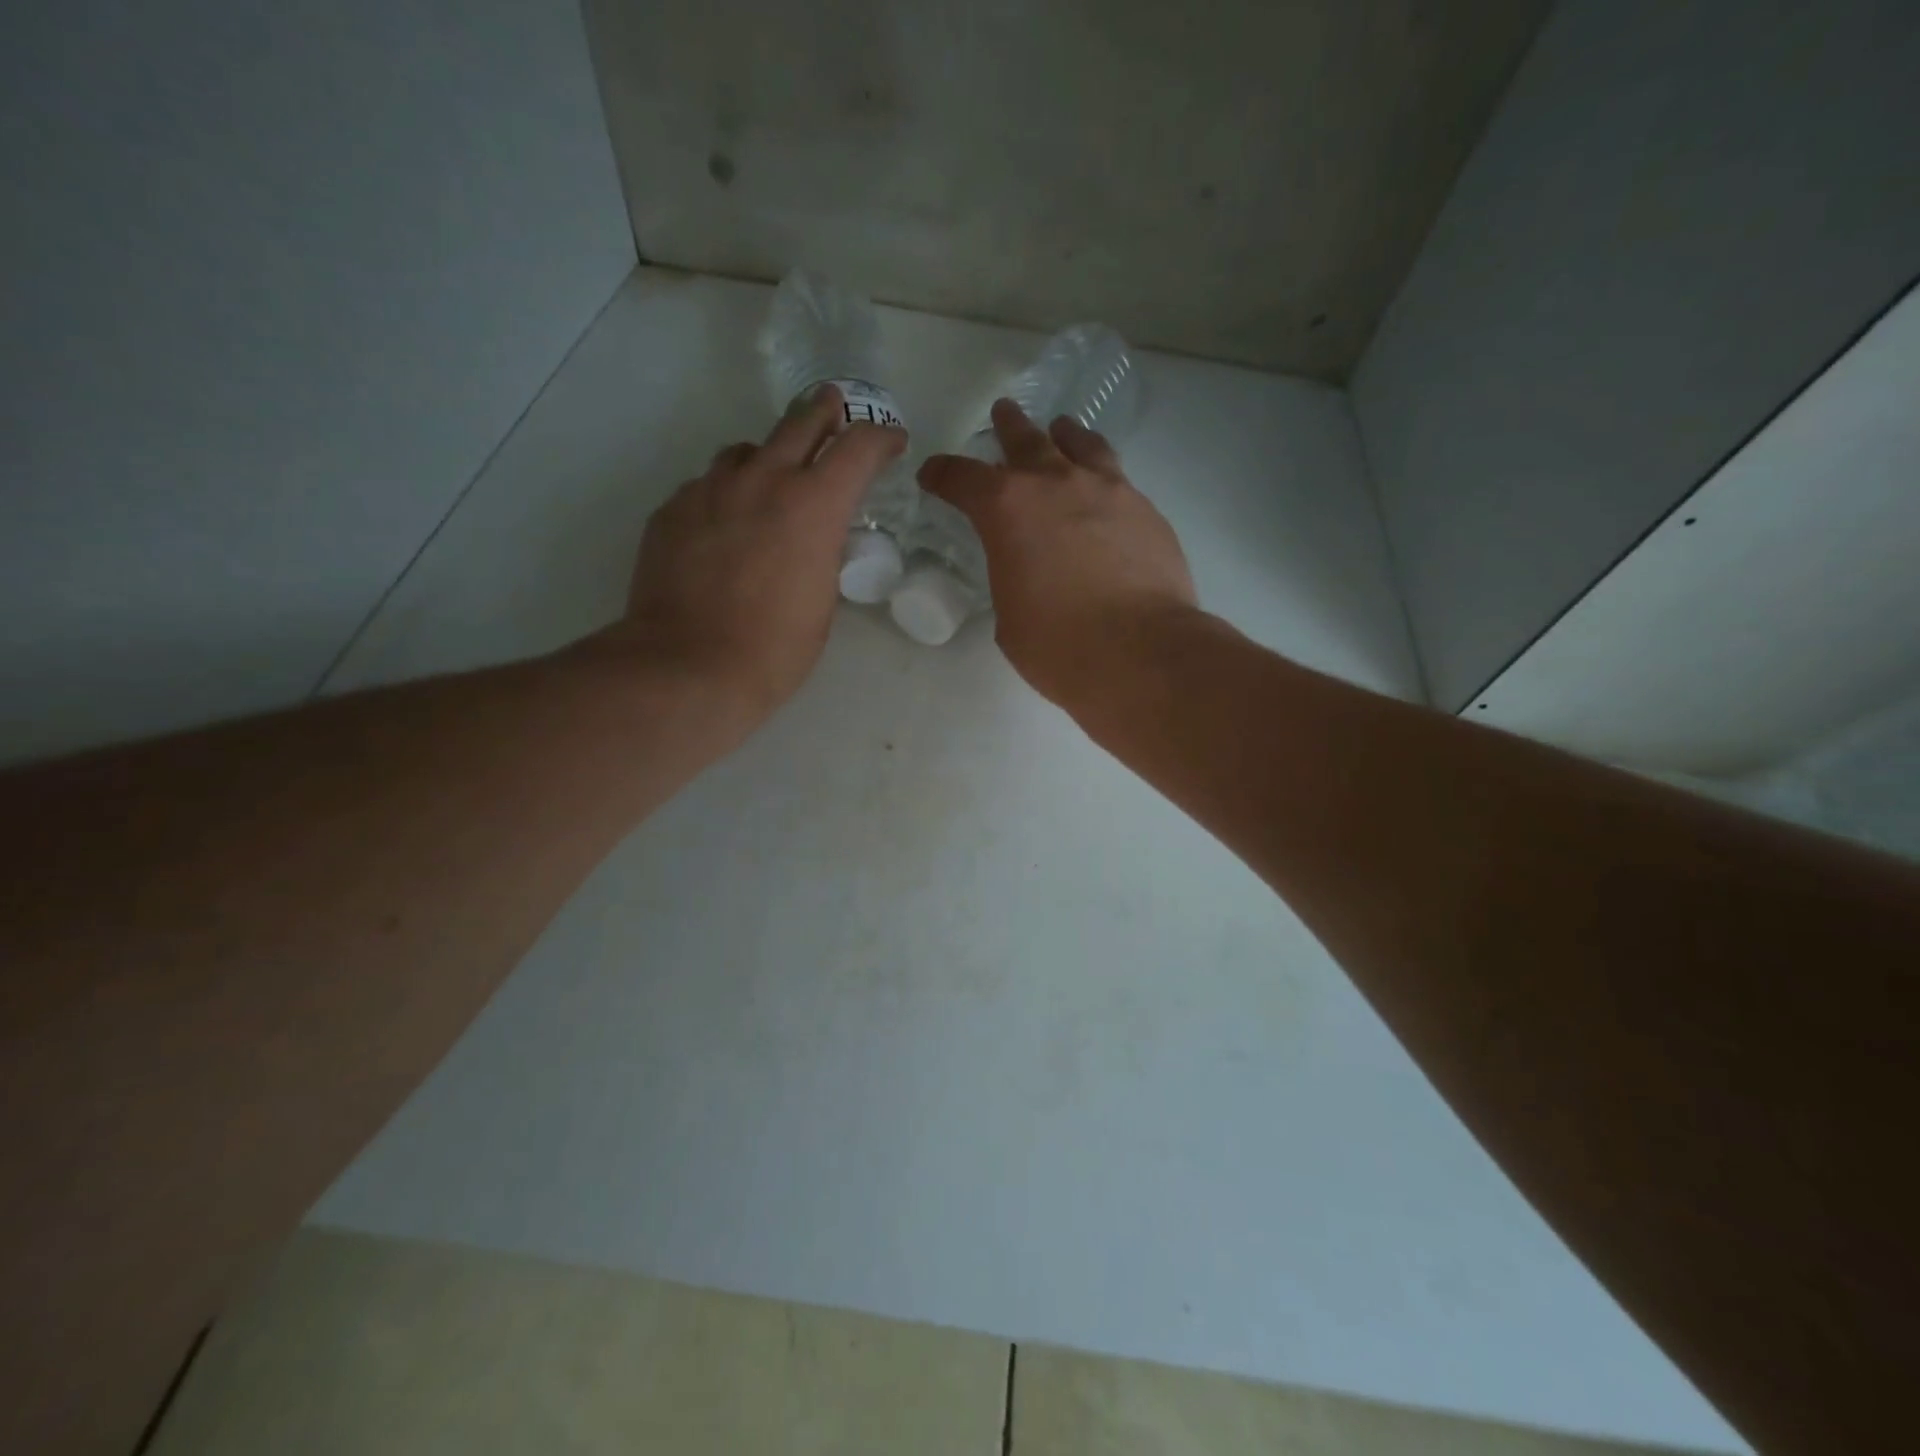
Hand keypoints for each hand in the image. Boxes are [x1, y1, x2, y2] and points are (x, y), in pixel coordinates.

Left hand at [584, 386, 905, 719]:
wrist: (688, 666)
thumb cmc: (774, 649)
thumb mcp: (822, 602)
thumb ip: (823, 555)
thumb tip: (814, 540)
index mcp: (814, 505)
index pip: (859, 448)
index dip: (882, 439)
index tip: (892, 443)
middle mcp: (763, 481)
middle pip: (801, 420)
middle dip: (826, 411)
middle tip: (835, 409)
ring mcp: (711, 490)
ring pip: (746, 450)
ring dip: (768, 456)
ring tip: (771, 479)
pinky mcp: (672, 509)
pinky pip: (706, 485)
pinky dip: (725, 494)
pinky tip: (723, 526)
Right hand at [918, 399, 1196, 706]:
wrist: (1141, 652)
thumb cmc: (1059, 645)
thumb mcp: (1011, 617)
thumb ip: (1012, 578)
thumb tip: (1029, 570)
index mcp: (1007, 509)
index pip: (962, 478)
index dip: (942, 475)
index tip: (933, 475)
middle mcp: (1056, 484)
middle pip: (1026, 441)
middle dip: (1008, 428)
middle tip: (1003, 413)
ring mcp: (1108, 491)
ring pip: (1081, 445)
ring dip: (1064, 436)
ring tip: (1061, 430)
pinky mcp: (1146, 510)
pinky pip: (1117, 478)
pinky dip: (1101, 477)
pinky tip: (1104, 492)